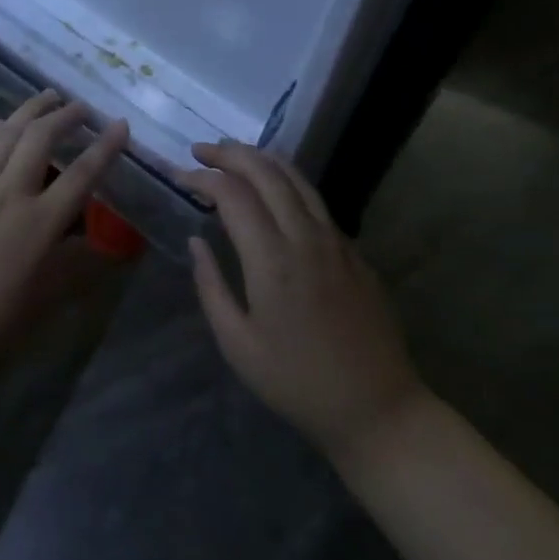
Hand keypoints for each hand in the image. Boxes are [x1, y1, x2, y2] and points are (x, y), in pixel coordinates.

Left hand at [0, 91, 129, 375]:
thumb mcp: (42, 301)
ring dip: (30, 110)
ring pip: (6, 132)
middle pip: (41, 139)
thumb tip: (108, 247)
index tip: (120, 124)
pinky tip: (2, 125)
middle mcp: (8, 192)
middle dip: (66, 116)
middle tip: (82, 107)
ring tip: (48, 97)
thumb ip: (76, 267)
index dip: (105, 147)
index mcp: (38, 223)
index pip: (81, 175)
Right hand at [181, 142, 423, 470]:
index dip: (202, 177)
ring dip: (260, 158)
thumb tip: (196, 241)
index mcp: (272, 260)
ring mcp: (335, 241)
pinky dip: (286, 180)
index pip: (232, 194)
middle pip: (266, 172)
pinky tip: (272, 190)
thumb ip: (211, 286)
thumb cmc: (297, 382)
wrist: (378, 409)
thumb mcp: (237, 345)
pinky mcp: (353, 251)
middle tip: (200, 150)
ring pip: (296, 178)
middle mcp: (305, 237)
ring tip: (232, 154)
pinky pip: (315, 199)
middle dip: (229, 153)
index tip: (180, 176)